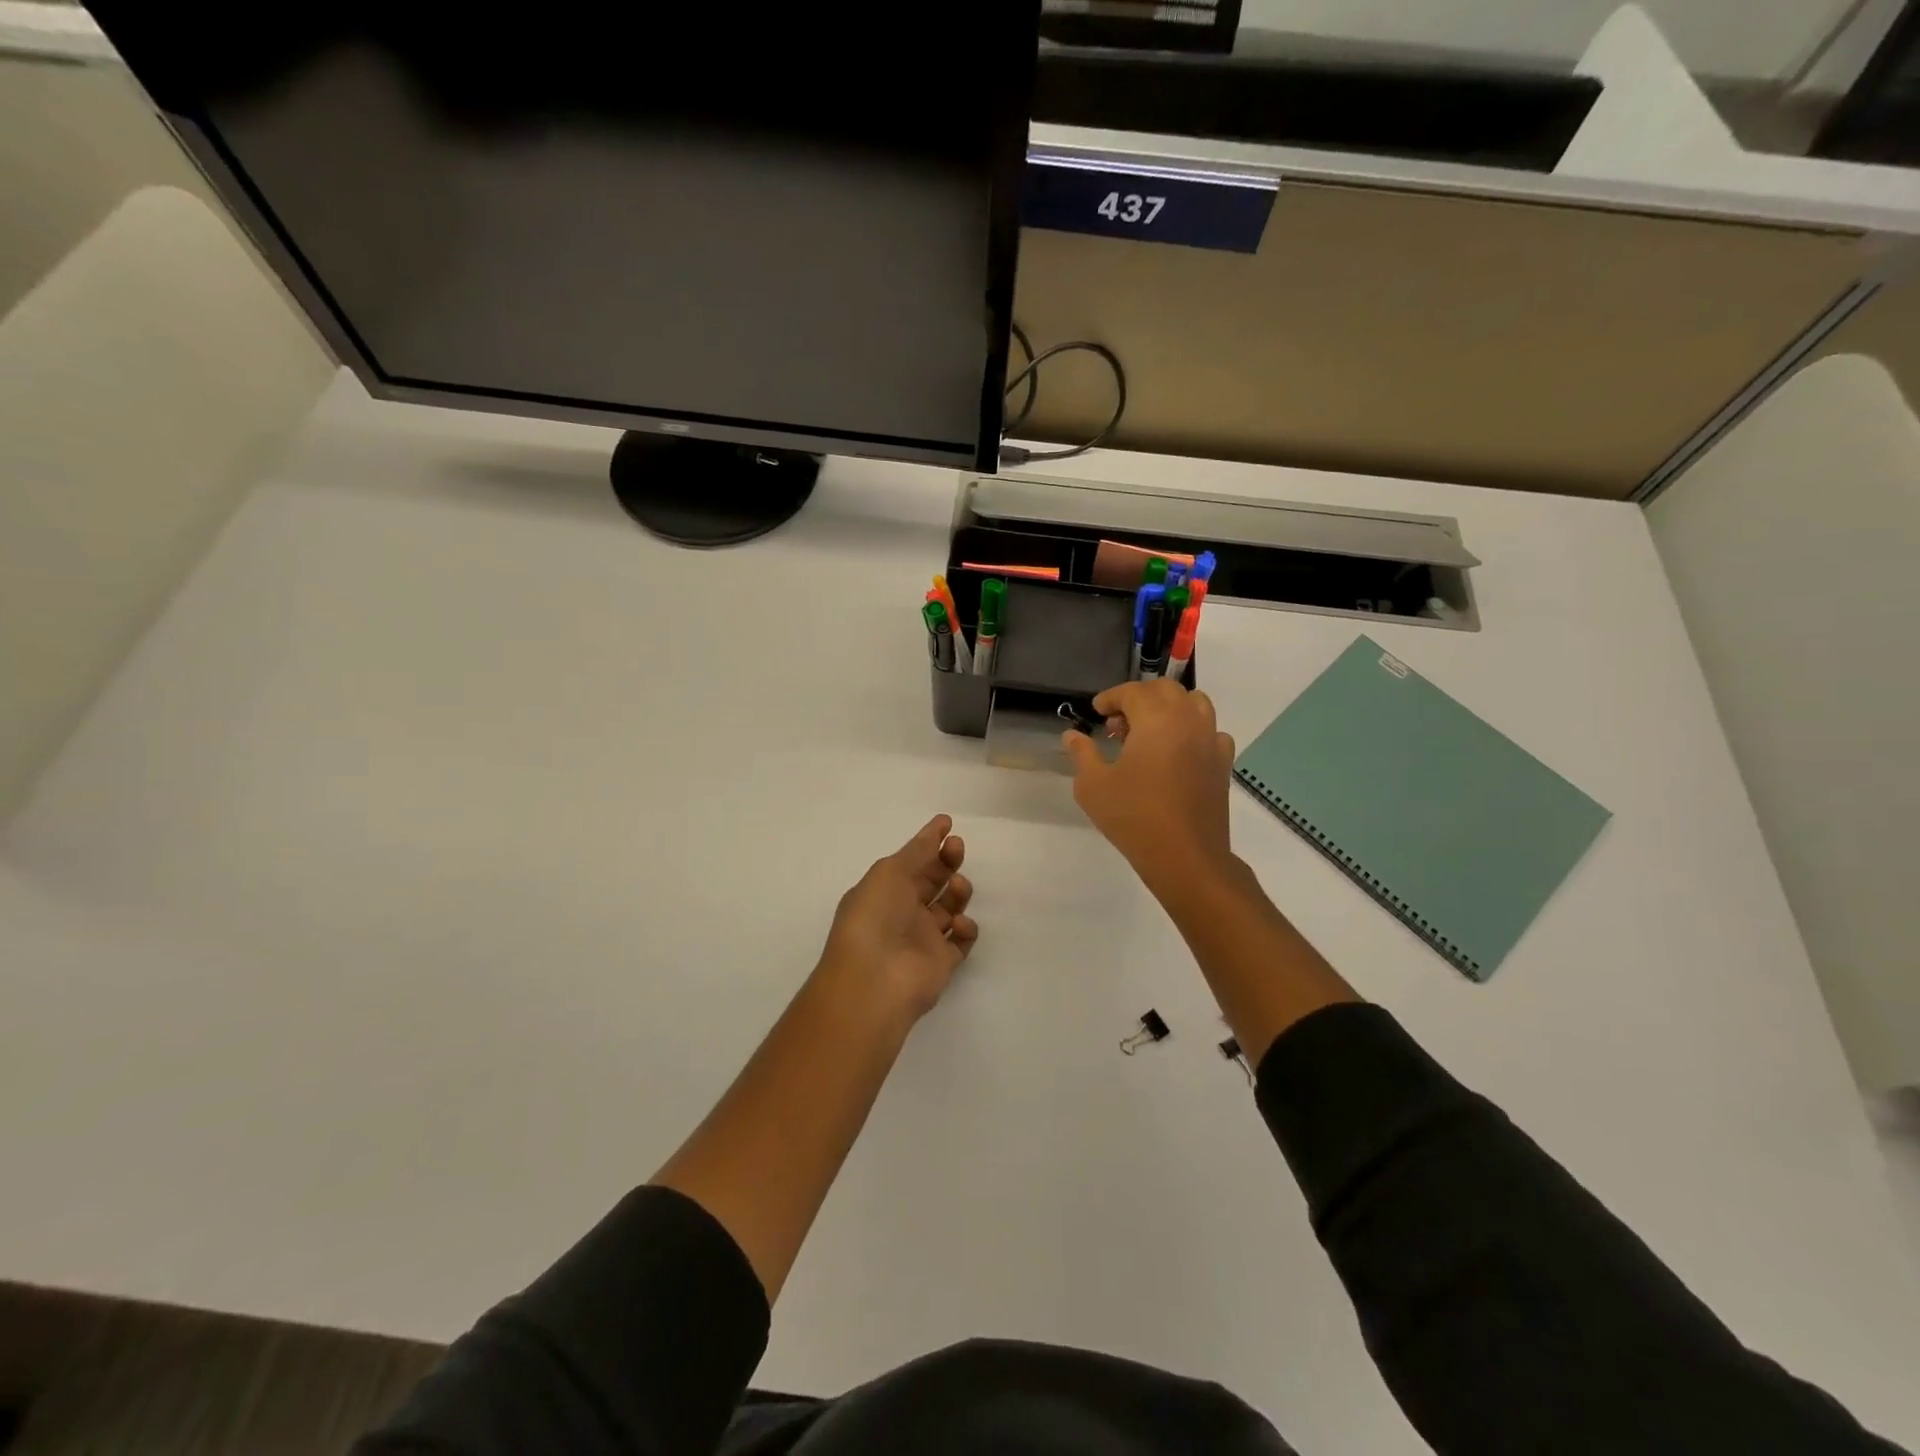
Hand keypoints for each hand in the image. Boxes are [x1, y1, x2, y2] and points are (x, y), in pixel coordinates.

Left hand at [816, 815, 977, 1024]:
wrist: (875, 979)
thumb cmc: (875, 917)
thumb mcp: (889, 872)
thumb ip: (917, 850)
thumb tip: (937, 827)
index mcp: (883, 889)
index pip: (910, 860)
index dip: (929, 842)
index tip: (948, 824)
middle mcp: (902, 912)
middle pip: (932, 880)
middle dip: (947, 861)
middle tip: (957, 848)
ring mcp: (923, 938)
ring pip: (949, 907)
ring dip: (958, 891)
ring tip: (957, 887)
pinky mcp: (942, 962)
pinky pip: (962, 940)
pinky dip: (966, 927)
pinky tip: (959, 923)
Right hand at [1063, 680, 1237, 899]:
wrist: (1185, 856)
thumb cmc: (1134, 817)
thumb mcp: (1093, 786)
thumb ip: (1082, 754)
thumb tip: (1072, 735)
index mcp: (1156, 719)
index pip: (1132, 692)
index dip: (1111, 697)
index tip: (1097, 712)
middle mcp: (1188, 720)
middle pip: (1165, 690)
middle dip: (1140, 698)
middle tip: (1119, 723)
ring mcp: (1211, 740)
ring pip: (1194, 703)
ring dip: (1169, 708)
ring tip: (1150, 733)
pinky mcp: (1223, 762)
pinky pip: (1210, 731)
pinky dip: (1192, 731)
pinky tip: (1178, 753)